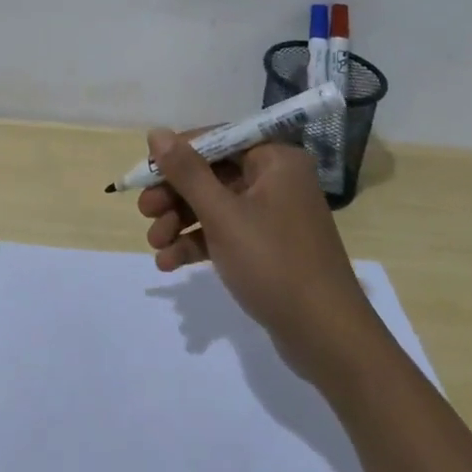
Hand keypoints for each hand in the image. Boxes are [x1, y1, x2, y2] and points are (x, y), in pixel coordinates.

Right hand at [138, 131, 384, 383]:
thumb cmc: (274, 263)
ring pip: (216, 205)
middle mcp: (276, 179)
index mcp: (275, 160)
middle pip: (213, 173)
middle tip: (144, 212)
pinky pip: (226, 233)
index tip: (145, 173)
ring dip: (181, 221)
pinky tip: (169, 263)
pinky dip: (199, 243)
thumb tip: (156, 133)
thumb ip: (187, 172)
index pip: (217, 140)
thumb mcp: (223, 215)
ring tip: (154, 244)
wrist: (327, 338)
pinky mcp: (268, 248)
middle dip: (175, 194)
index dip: (178, 154)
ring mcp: (274, 215)